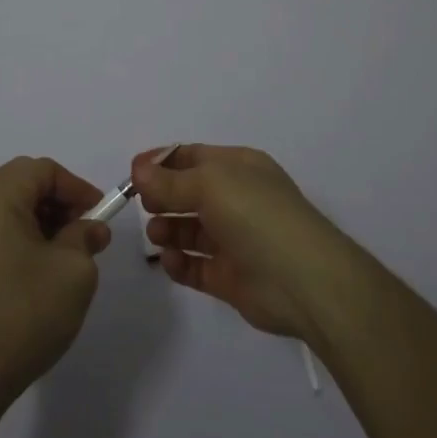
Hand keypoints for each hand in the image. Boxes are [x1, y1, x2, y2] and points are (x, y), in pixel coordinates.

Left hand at [0, 155, 112, 413]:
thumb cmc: (25, 314)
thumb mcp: (74, 271)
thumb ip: (85, 237)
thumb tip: (90, 228)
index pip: (41, 170)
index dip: (75, 187)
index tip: (99, 215)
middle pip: (19, 185)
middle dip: (57, 203)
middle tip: (85, 234)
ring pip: (3, 210)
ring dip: (37, 222)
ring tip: (63, 256)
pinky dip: (15, 239)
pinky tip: (33, 273)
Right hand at [132, 143, 352, 339]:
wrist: (304, 280)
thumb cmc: (257, 215)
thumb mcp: (211, 184)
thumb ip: (170, 180)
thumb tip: (139, 170)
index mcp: (239, 167)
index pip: (193, 157)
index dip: (162, 162)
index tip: (132, 173)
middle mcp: (237, 199)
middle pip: (189, 192)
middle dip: (162, 196)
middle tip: (143, 205)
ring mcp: (235, 239)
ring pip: (190, 229)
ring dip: (168, 228)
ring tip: (157, 234)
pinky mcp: (230, 277)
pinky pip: (196, 266)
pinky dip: (179, 263)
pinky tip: (169, 261)